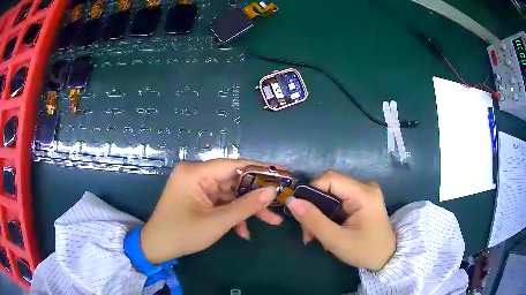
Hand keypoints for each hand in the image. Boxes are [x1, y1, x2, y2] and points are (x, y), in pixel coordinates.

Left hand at [141, 159, 281, 263]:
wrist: (157, 247)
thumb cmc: (183, 234)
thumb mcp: (217, 222)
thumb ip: (246, 206)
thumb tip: (272, 191)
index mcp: (196, 173)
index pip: (234, 164)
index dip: (260, 168)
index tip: (282, 172)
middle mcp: (196, 174)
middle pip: (234, 180)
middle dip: (256, 195)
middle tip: (280, 201)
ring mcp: (197, 186)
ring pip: (230, 194)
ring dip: (247, 209)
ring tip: (272, 222)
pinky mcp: (198, 197)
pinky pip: (221, 202)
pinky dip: (232, 215)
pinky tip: (244, 232)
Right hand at [286, 170, 395, 270]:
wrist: (386, 257)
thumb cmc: (365, 251)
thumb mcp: (337, 240)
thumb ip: (313, 220)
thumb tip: (291, 201)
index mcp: (364, 193)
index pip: (330, 178)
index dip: (311, 191)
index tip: (300, 213)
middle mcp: (365, 186)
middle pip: (329, 186)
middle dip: (313, 208)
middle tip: (307, 233)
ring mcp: (364, 192)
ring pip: (330, 194)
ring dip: (318, 214)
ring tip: (314, 236)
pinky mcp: (361, 199)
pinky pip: (337, 200)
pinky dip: (327, 215)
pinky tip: (326, 230)